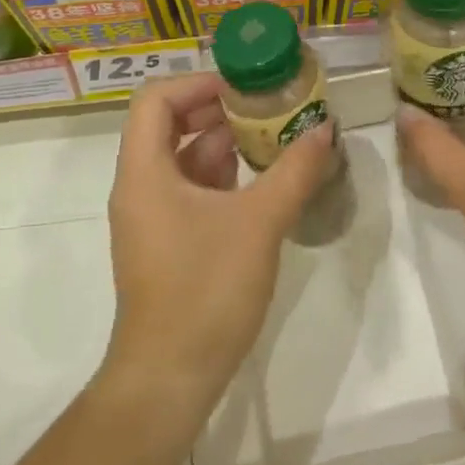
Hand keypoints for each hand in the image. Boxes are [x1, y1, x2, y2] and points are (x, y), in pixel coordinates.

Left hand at [100, 73, 336, 420]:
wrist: (168, 381)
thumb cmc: (205, 290)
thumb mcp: (259, 223)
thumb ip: (294, 170)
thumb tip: (324, 130)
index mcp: (145, 171)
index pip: (156, 99)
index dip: (197, 83)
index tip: (242, 87)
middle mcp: (139, 185)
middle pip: (169, 123)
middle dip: (218, 109)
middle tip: (265, 106)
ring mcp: (151, 216)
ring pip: (182, 157)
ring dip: (224, 142)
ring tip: (272, 137)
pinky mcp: (165, 241)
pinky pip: (189, 188)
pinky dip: (221, 176)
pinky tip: (261, 181)